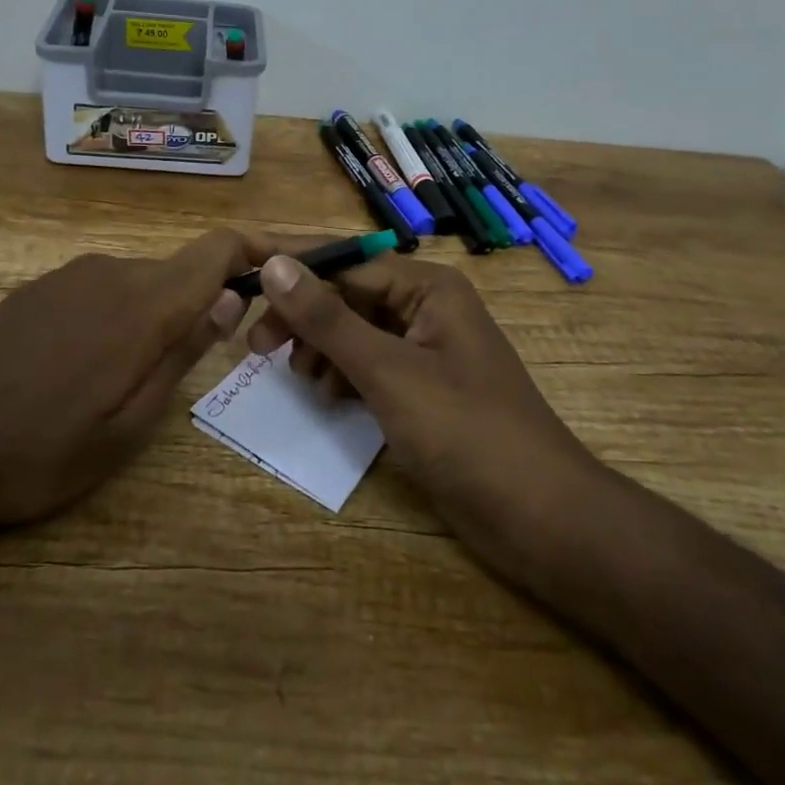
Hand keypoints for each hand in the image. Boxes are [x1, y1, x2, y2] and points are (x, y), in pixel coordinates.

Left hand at [0, 230, 248, 534]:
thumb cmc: (42, 452)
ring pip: (139, 281)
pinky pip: (100, 289)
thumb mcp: (130, 425)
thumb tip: (229, 300)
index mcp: (142, 304)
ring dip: (156, 314)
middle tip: (202, 362)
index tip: (276, 270)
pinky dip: (117, 314)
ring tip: (132, 378)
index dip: (254, 248)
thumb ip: (184, 353)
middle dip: (203, 302)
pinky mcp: (38, 288)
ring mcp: (69, 276)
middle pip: (179, 270)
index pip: (216, 248)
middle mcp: (110, 272)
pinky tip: (84, 366)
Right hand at [243, 240, 606, 572]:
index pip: (345, 263)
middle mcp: (427, 309)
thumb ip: (327, 319)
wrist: (543, 520)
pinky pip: (370, 367)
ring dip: (320, 349)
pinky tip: (327, 396)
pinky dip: (343, 376)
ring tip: (297, 376)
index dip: (293, 270)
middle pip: (348, 297)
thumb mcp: (388, 372)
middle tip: (256, 346)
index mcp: (428, 288)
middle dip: (303, 318)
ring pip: (355, 334)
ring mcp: (426, 352)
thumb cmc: (467, 433)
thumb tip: (274, 264)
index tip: (241, 275)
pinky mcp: (424, 392)